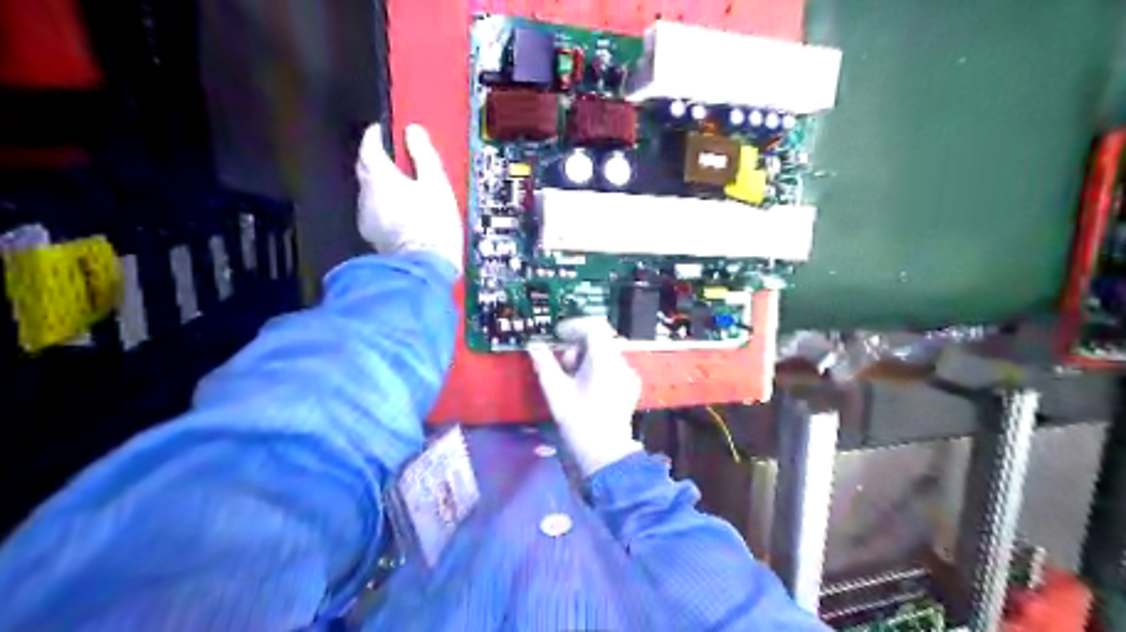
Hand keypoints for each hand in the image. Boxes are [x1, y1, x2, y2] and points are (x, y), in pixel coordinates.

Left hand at [357, 121, 460, 270]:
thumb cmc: (433, 223)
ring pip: (370, 191)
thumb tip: (413, 130)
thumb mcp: (436, 185)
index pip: (369, 146)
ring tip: (404, 186)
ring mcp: (366, 217)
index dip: (376, 135)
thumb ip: (424, 156)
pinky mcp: (372, 236)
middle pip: (366, 168)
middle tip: (396, 156)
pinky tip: (401, 211)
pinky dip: (384, 204)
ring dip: (382, 184)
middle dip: (377, 159)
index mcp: (379, 177)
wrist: (425, 268)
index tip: (385, 130)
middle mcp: (365, 194)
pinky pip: (375, 210)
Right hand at [527, 318, 641, 474]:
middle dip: (578, 346)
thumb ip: (544, 364)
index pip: (593, 327)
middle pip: (600, 340)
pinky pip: (613, 366)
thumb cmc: (578, 420)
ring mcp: (629, 375)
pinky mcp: (630, 387)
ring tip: (572, 379)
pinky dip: (598, 368)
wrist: (605, 453)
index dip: (574, 326)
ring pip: (606, 353)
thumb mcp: (556, 391)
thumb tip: (533, 345)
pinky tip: (587, 387)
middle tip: (562, 364)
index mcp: (604, 359)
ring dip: (587, 358)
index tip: (558, 334)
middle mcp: (621, 362)